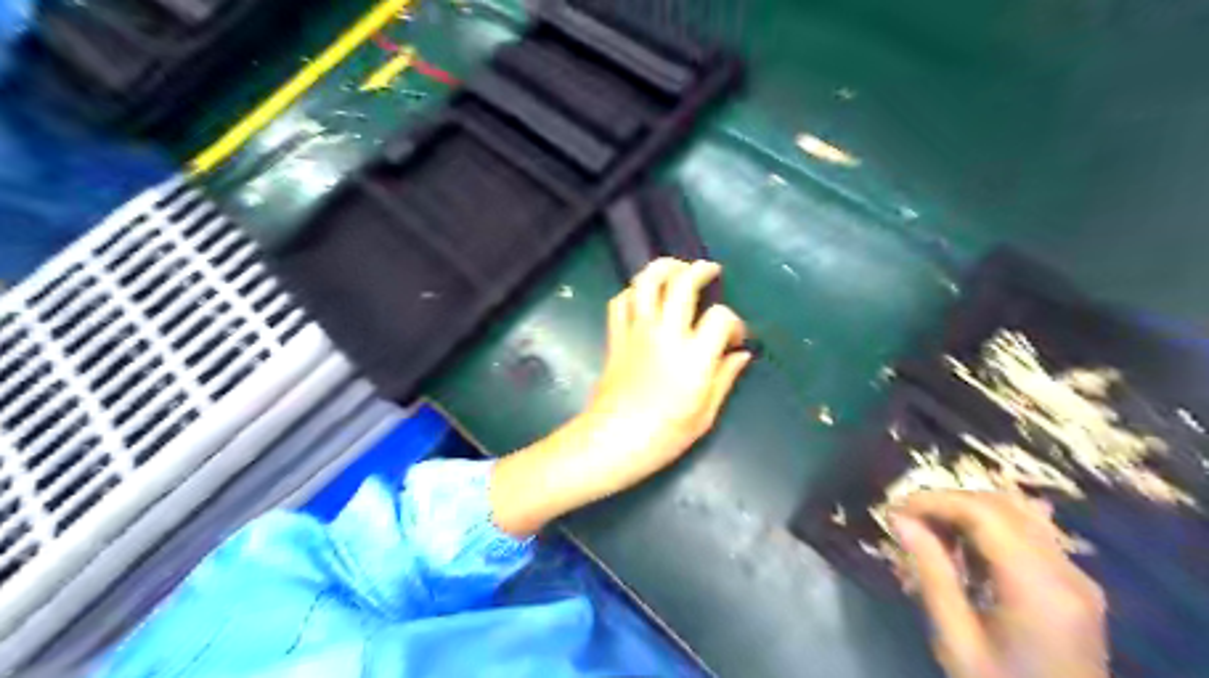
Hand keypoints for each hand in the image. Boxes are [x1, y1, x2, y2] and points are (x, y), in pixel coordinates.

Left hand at [584, 257, 746, 489]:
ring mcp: (637, 331)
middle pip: (682, 282)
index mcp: (694, 356)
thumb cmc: (665, 435)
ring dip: (664, 268)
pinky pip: (621, 301)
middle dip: (700, 270)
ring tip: (676, 269)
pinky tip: (645, 298)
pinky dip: (633, 292)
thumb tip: (742, 354)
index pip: (721, 317)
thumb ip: (725, 377)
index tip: (734, 340)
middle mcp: (665, 334)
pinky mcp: (616, 336)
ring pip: (646, 281)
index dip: (734, 323)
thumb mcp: (705, 414)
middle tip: (709, 271)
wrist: (613, 441)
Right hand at [892, 493, 1107, 677]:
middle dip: (949, 502)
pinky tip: (966, 547)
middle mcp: (1066, 571)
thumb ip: (931, 573)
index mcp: (1038, 587)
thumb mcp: (956, 640)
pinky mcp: (1075, 584)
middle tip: (908, 520)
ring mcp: (1077, 576)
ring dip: (969, 511)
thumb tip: (900, 519)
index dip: (935, 501)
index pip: (983, 513)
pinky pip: (1030, 533)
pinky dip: (991, 527)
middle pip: (1002, 506)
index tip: (896, 511)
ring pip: (1018, 513)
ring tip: (932, 531)